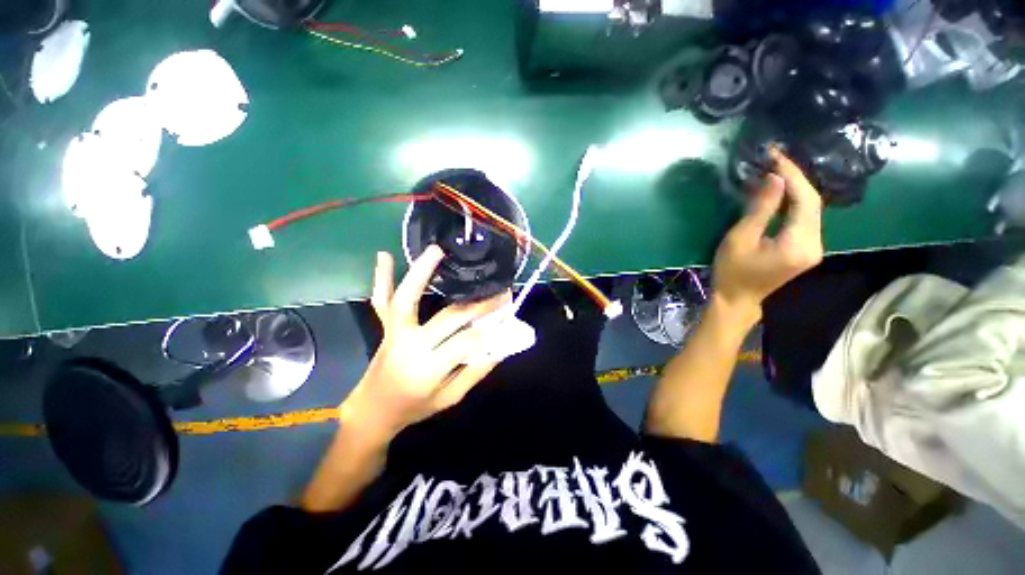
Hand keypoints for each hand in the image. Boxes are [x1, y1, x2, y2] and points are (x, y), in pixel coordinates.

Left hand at [340, 246, 509, 443]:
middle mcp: (410, 346)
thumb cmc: (414, 408)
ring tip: (437, 250)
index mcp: (428, 369)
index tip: (510, 313)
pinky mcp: (386, 327)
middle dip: (478, 303)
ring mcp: (394, 333)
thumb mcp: (451, 398)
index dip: (491, 328)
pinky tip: (384, 255)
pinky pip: (381, 301)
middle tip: (499, 290)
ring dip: (421, 272)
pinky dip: (382, 278)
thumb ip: (476, 371)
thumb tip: (502, 345)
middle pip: (448, 317)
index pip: (467, 342)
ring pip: (407, 299)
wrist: (374, 411)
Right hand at [712, 149, 823, 322]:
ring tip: (776, 171)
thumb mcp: (740, 239)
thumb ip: (760, 208)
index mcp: (799, 243)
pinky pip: (805, 219)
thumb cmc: (732, 271)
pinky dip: (793, 203)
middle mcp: (815, 243)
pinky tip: (780, 193)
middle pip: (812, 203)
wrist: (737, 299)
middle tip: (774, 160)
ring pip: (811, 209)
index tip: (776, 156)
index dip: (792, 175)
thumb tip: (774, 178)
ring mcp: (813, 247)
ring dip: (795, 189)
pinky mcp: (806, 249)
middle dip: (795, 178)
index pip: (805, 200)